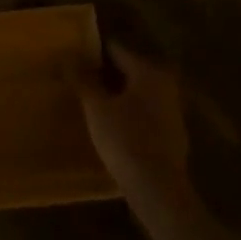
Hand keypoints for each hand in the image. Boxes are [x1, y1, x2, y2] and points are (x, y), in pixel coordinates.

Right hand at [78, 47, 191, 208]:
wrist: (158, 190)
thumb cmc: (125, 140)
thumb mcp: (96, 107)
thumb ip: (83, 79)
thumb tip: (68, 56)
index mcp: (148, 71)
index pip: (116, 49)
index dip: (93, 50)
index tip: (73, 54)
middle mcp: (165, 84)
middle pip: (129, 70)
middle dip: (105, 73)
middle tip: (78, 77)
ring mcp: (172, 110)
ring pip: (137, 92)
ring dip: (116, 94)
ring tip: (90, 100)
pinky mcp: (172, 134)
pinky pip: (144, 112)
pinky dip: (128, 112)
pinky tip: (110, 124)